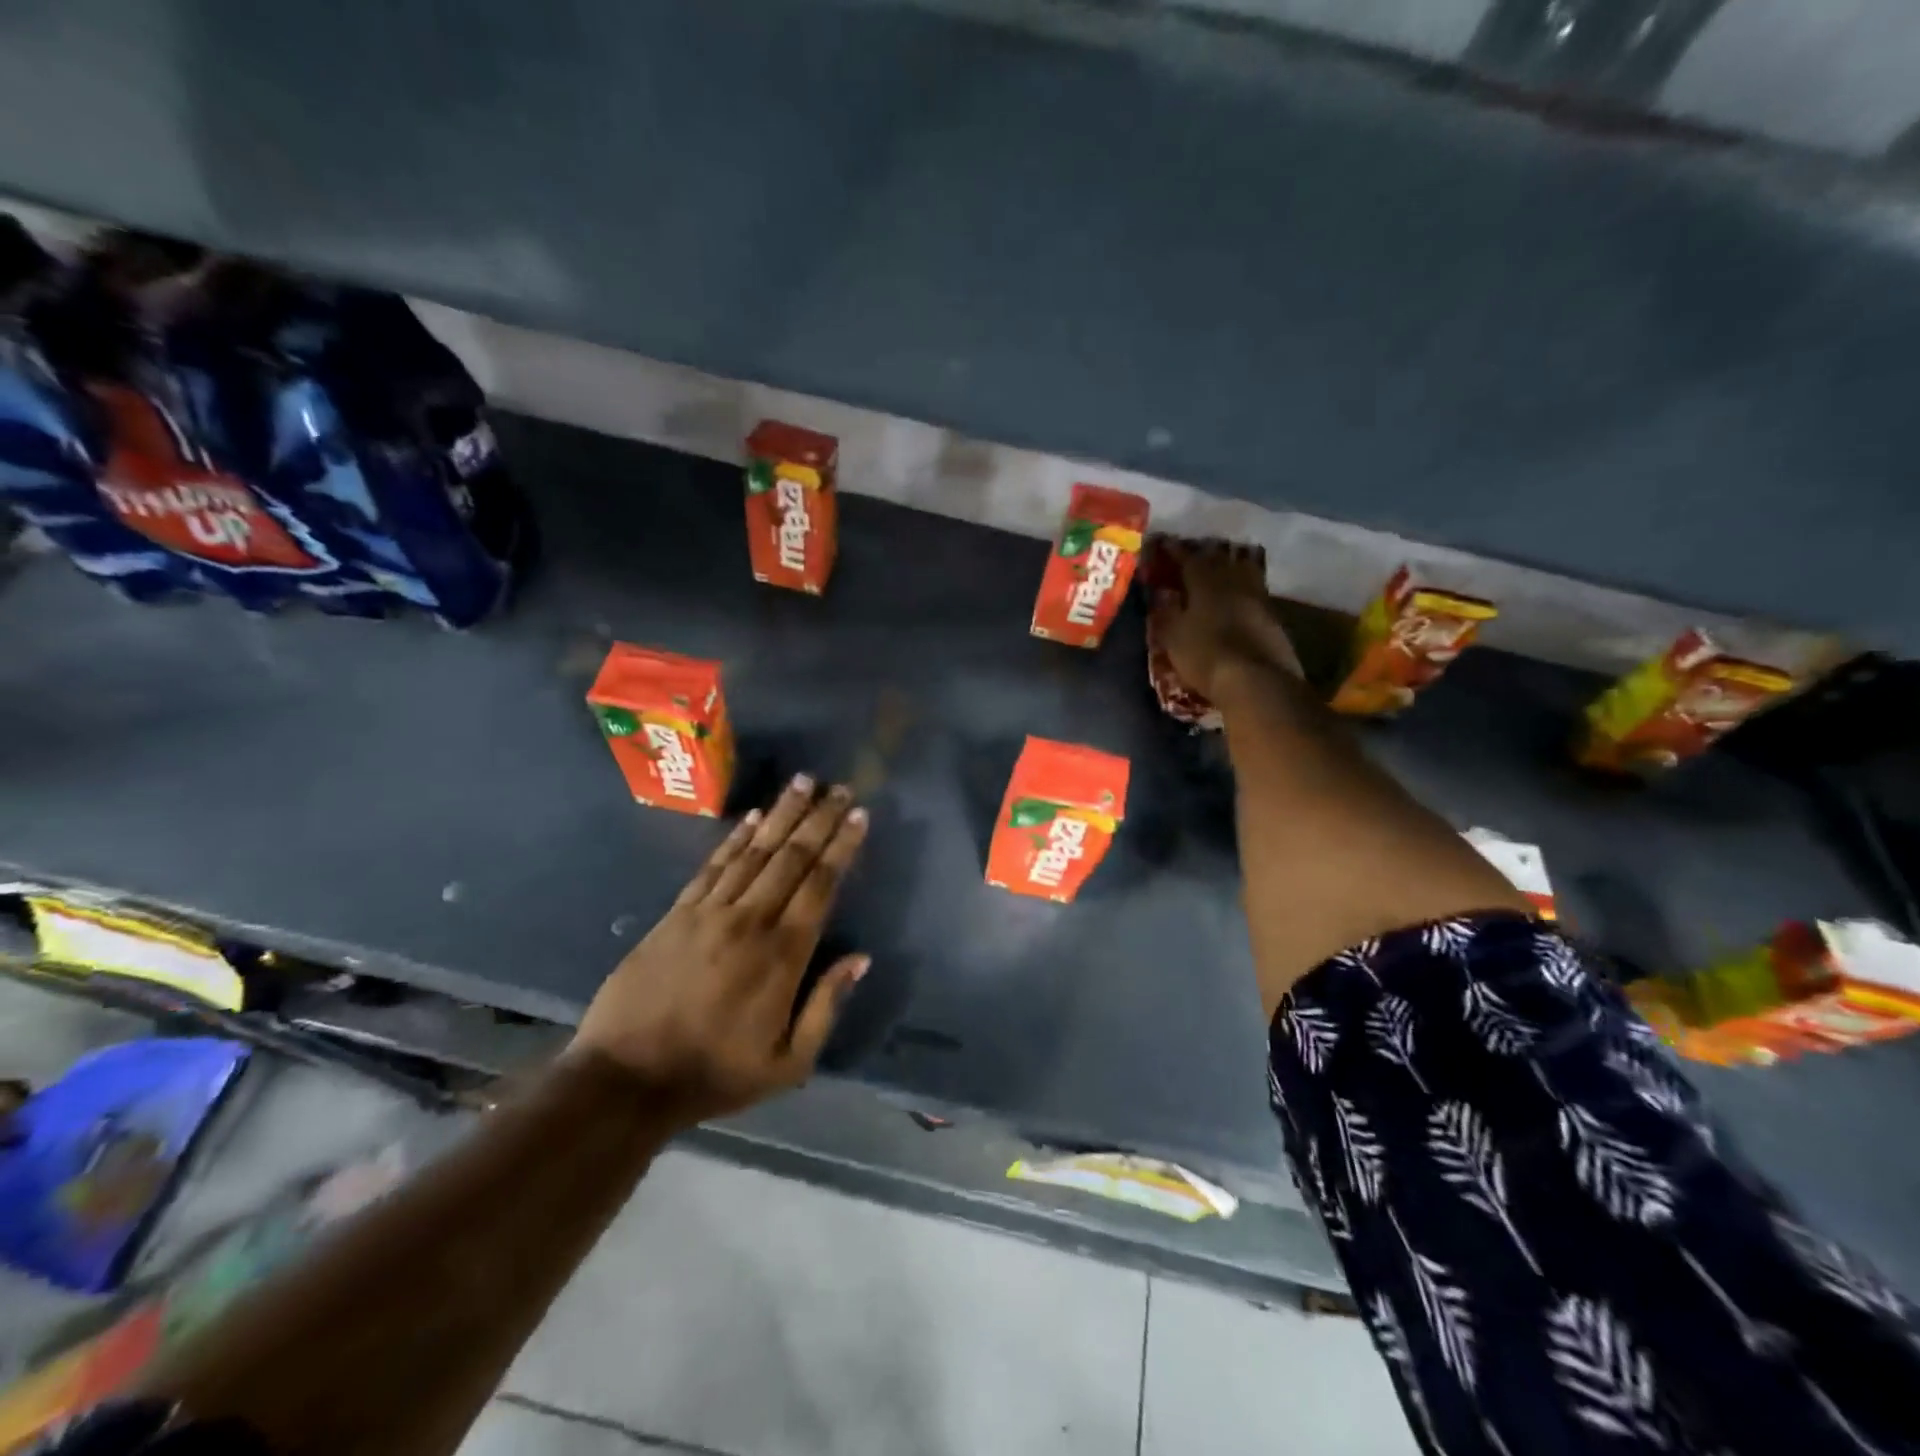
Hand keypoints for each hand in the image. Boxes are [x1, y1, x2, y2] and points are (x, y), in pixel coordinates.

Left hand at [569, 775, 870, 1124]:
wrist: (626, 1079)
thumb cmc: (715, 1074)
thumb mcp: (788, 1064)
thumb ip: (827, 1006)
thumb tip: (860, 958)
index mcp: (783, 955)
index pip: (820, 885)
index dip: (842, 846)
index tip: (859, 815)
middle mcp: (750, 921)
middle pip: (791, 857)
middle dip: (819, 818)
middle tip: (839, 788)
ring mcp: (709, 912)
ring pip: (754, 851)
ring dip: (781, 814)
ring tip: (803, 782)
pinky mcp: (677, 913)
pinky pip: (713, 865)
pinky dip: (735, 837)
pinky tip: (752, 815)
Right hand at [1151, 539, 1301, 700]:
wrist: (1255, 680)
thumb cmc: (1205, 655)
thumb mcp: (1174, 637)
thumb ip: (1167, 613)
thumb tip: (1162, 596)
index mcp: (1206, 583)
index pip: (1189, 560)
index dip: (1177, 552)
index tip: (1166, 544)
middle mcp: (1235, 583)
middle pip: (1221, 561)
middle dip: (1206, 555)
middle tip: (1195, 554)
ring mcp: (1259, 599)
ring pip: (1244, 573)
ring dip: (1231, 569)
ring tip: (1221, 571)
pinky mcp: (1274, 619)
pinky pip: (1256, 594)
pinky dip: (1244, 591)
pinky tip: (1239, 599)